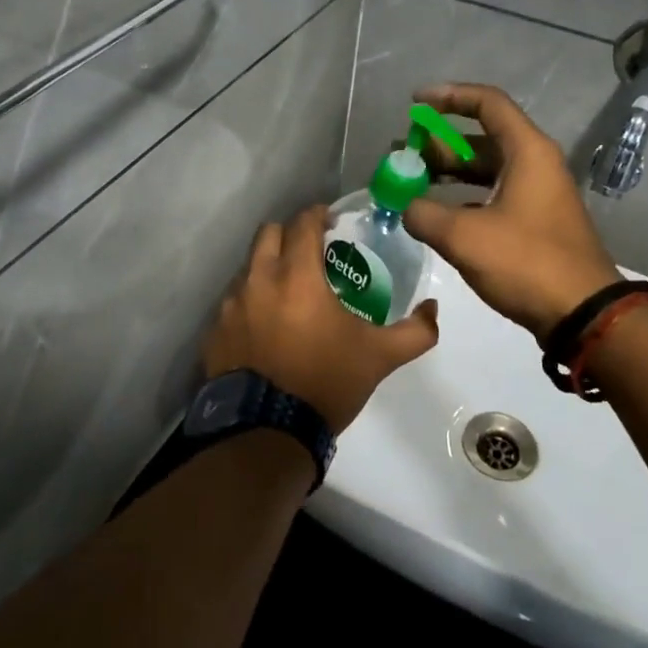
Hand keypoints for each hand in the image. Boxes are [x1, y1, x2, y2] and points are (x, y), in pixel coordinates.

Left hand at [202, 204, 439, 432]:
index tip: (330, 220)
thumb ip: (415, 331)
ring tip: (287, 291)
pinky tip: (264, 327)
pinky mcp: (214, 332)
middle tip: (309, 251)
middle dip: (289, 234)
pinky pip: (231, 303)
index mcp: (297, 277)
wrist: (267, 433)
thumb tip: (433, 309)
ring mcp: (230, 307)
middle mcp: (258, 280)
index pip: (302, 223)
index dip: (317, 215)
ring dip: (267, 268)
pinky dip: (249, 303)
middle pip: (268, 234)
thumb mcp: (379, 357)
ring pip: (247, 268)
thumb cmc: (326, 383)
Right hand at [402, 83, 621, 341]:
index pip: (487, 103)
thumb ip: (424, 214)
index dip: (449, 97)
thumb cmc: (526, 263)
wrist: (582, 314)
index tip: (415, 104)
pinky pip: (493, 195)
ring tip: (411, 182)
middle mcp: (535, 164)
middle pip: (482, 138)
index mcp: (527, 151)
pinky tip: (436, 215)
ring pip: (487, 170)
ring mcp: (537, 195)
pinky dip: (463, 198)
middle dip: (439, 143)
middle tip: (402, 154)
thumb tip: (407, 207)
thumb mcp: (465, 236)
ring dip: (449, 172)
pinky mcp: (535, 223)